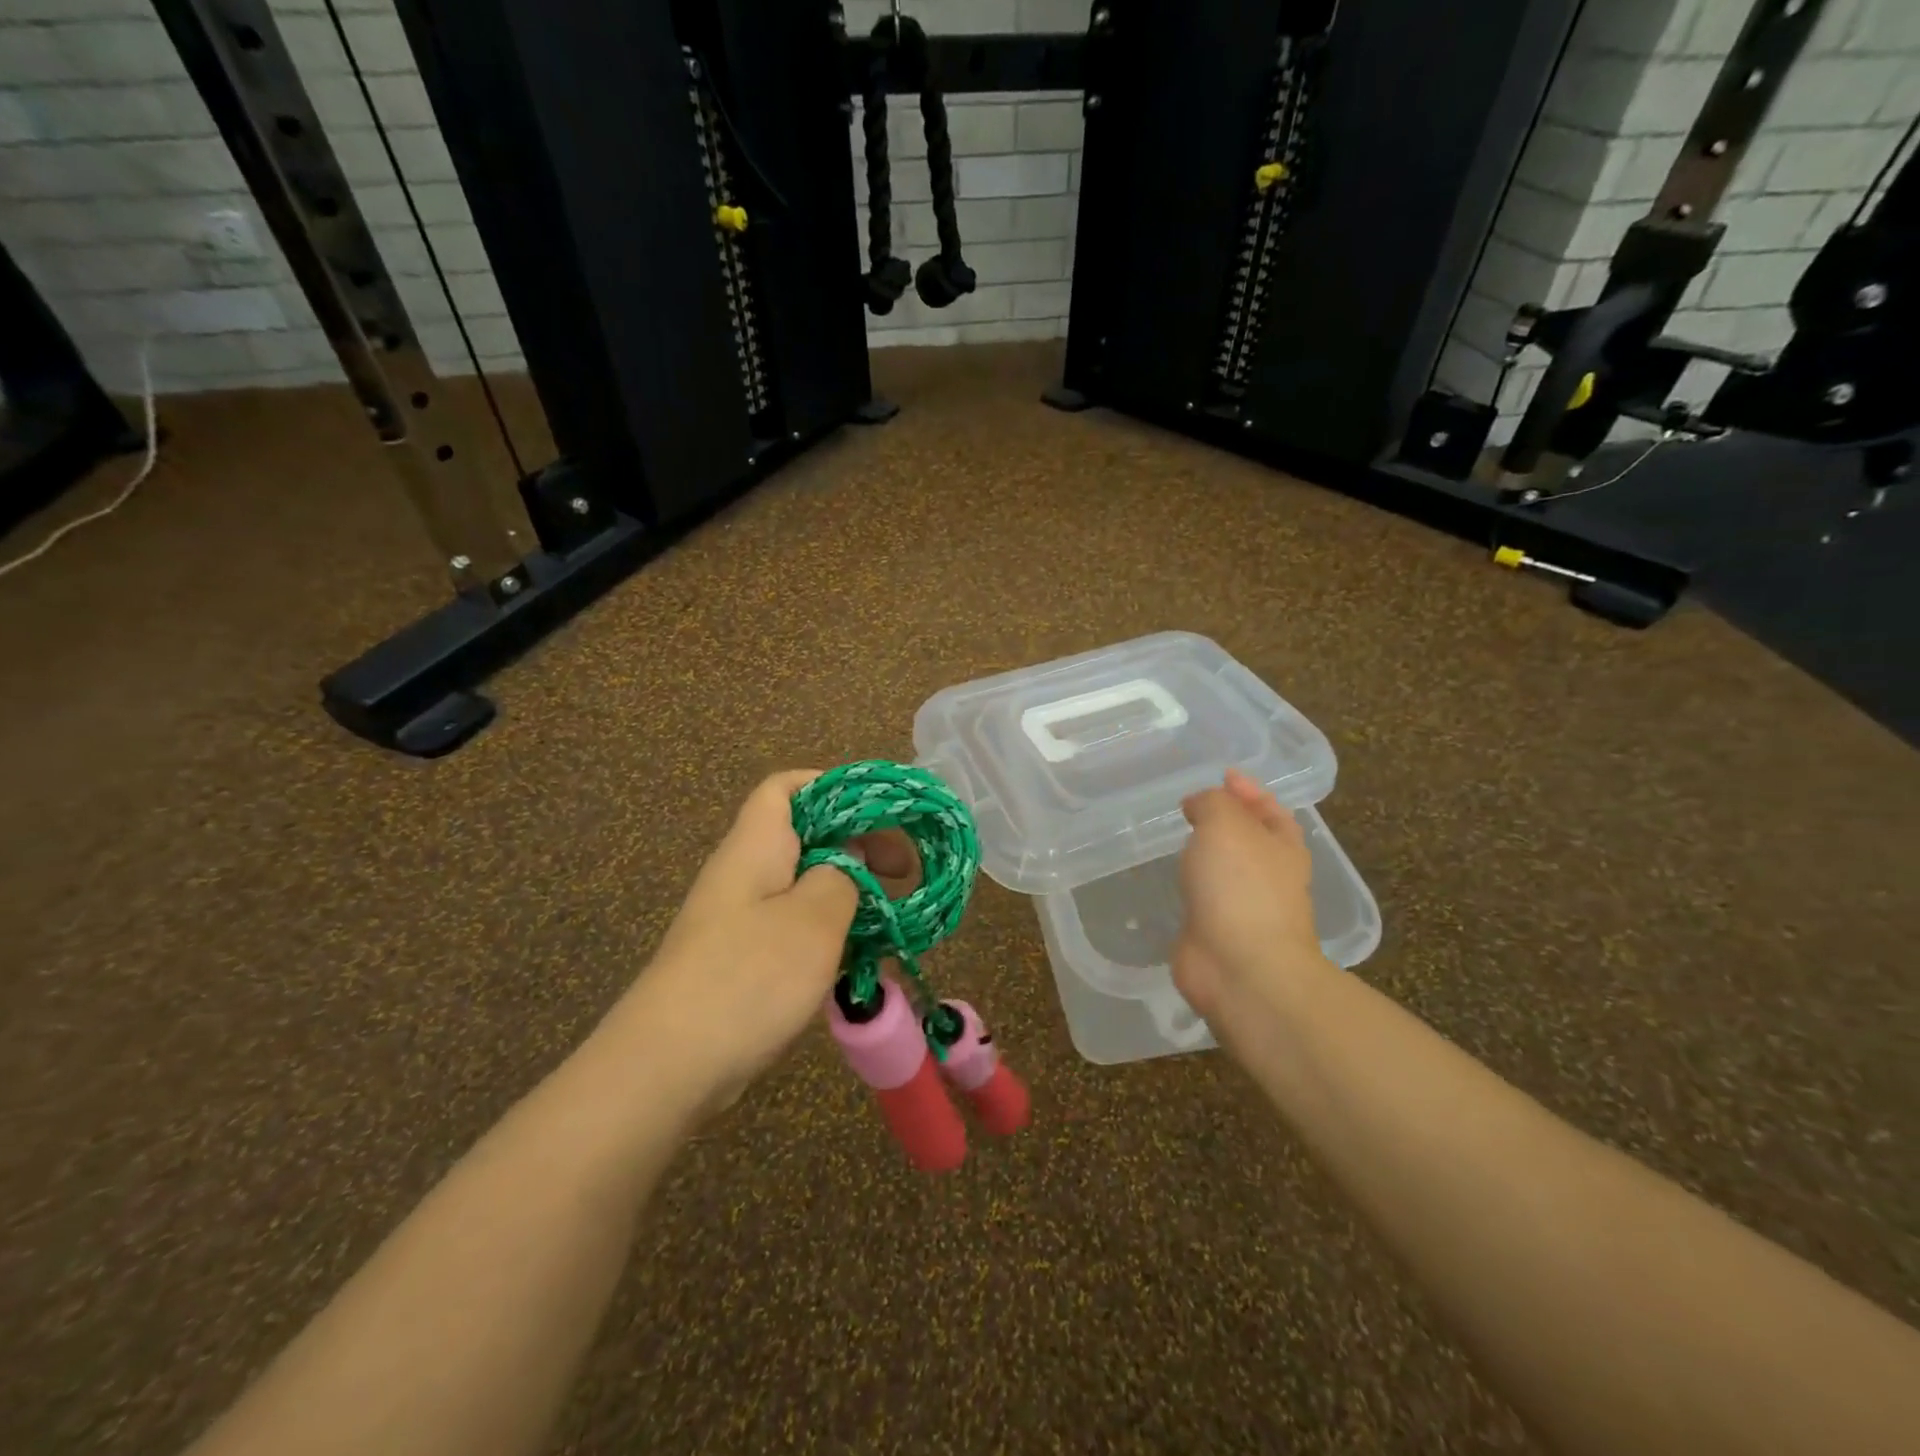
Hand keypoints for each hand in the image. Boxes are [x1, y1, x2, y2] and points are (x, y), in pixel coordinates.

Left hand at [602, 771, 915, 1115]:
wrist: (667, 1067)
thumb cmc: (748, 977)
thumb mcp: (814, 919)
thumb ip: (842, 875)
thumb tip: (850, 855)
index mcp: (756, 846)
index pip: (785, 787)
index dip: (832, 785)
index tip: (881, 812)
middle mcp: (745, 873)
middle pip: (804, 835)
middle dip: (857, 844)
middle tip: (903, 871)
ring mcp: (740, 919)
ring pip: (803, 884)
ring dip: (848, 893)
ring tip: (890, 916)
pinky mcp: (741, 960)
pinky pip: (793, 928)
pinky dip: (829, 933)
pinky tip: (857, 960)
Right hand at [1174, 770, 1335, 1050]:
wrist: (1240, 967)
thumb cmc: (1240, 886)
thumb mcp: (1225, 823)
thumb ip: (1212, 803)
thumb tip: (1199, 806)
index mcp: (1283, 847)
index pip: (1270, 809)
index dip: (1248, 790)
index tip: (1223, 775)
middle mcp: (1270, 876)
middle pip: (1250, 840)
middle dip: (1228, 822)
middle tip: (1192, 806)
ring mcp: (1246, 909)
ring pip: (1226, 871)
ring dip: (1207, 855)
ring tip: (1178, 839)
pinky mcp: (1219, 934)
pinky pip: (1205, 900)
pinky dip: (1191, 886)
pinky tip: (1171, 880)